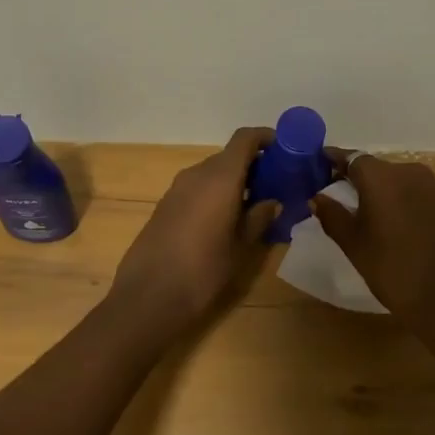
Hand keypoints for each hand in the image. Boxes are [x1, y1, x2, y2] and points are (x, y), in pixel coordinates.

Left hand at [108, 127, 279, 337]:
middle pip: (229, 156)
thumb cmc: (203, 270)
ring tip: (254, 207)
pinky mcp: (165, 205)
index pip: (245, 138)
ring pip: (212, 173)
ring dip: (234, 181)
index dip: (266, 138)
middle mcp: (197, 174)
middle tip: (276, 186)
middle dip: (254, 166)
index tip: (285, 151)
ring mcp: (177, 188)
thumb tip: (273, 202)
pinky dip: (215, 193)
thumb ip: (259, 218)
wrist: (149, 296)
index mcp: (220, 177)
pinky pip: (197, 188)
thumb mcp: (241, 247)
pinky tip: (225, 220)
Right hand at [312, 154, 434, 336]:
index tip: (325, 163)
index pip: (353, 158)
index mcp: (382, 179)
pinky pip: (434, 199)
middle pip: (384, 170)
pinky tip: (421, 233)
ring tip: (390, 220)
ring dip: (398, 194)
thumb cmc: (394, 273)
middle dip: (368, 182)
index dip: (337, 160)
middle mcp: (414, 174)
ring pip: (411, 183)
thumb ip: (333, 216)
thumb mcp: (354, 247)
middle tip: (356, 202)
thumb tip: (318, 197)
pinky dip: (422, 208)